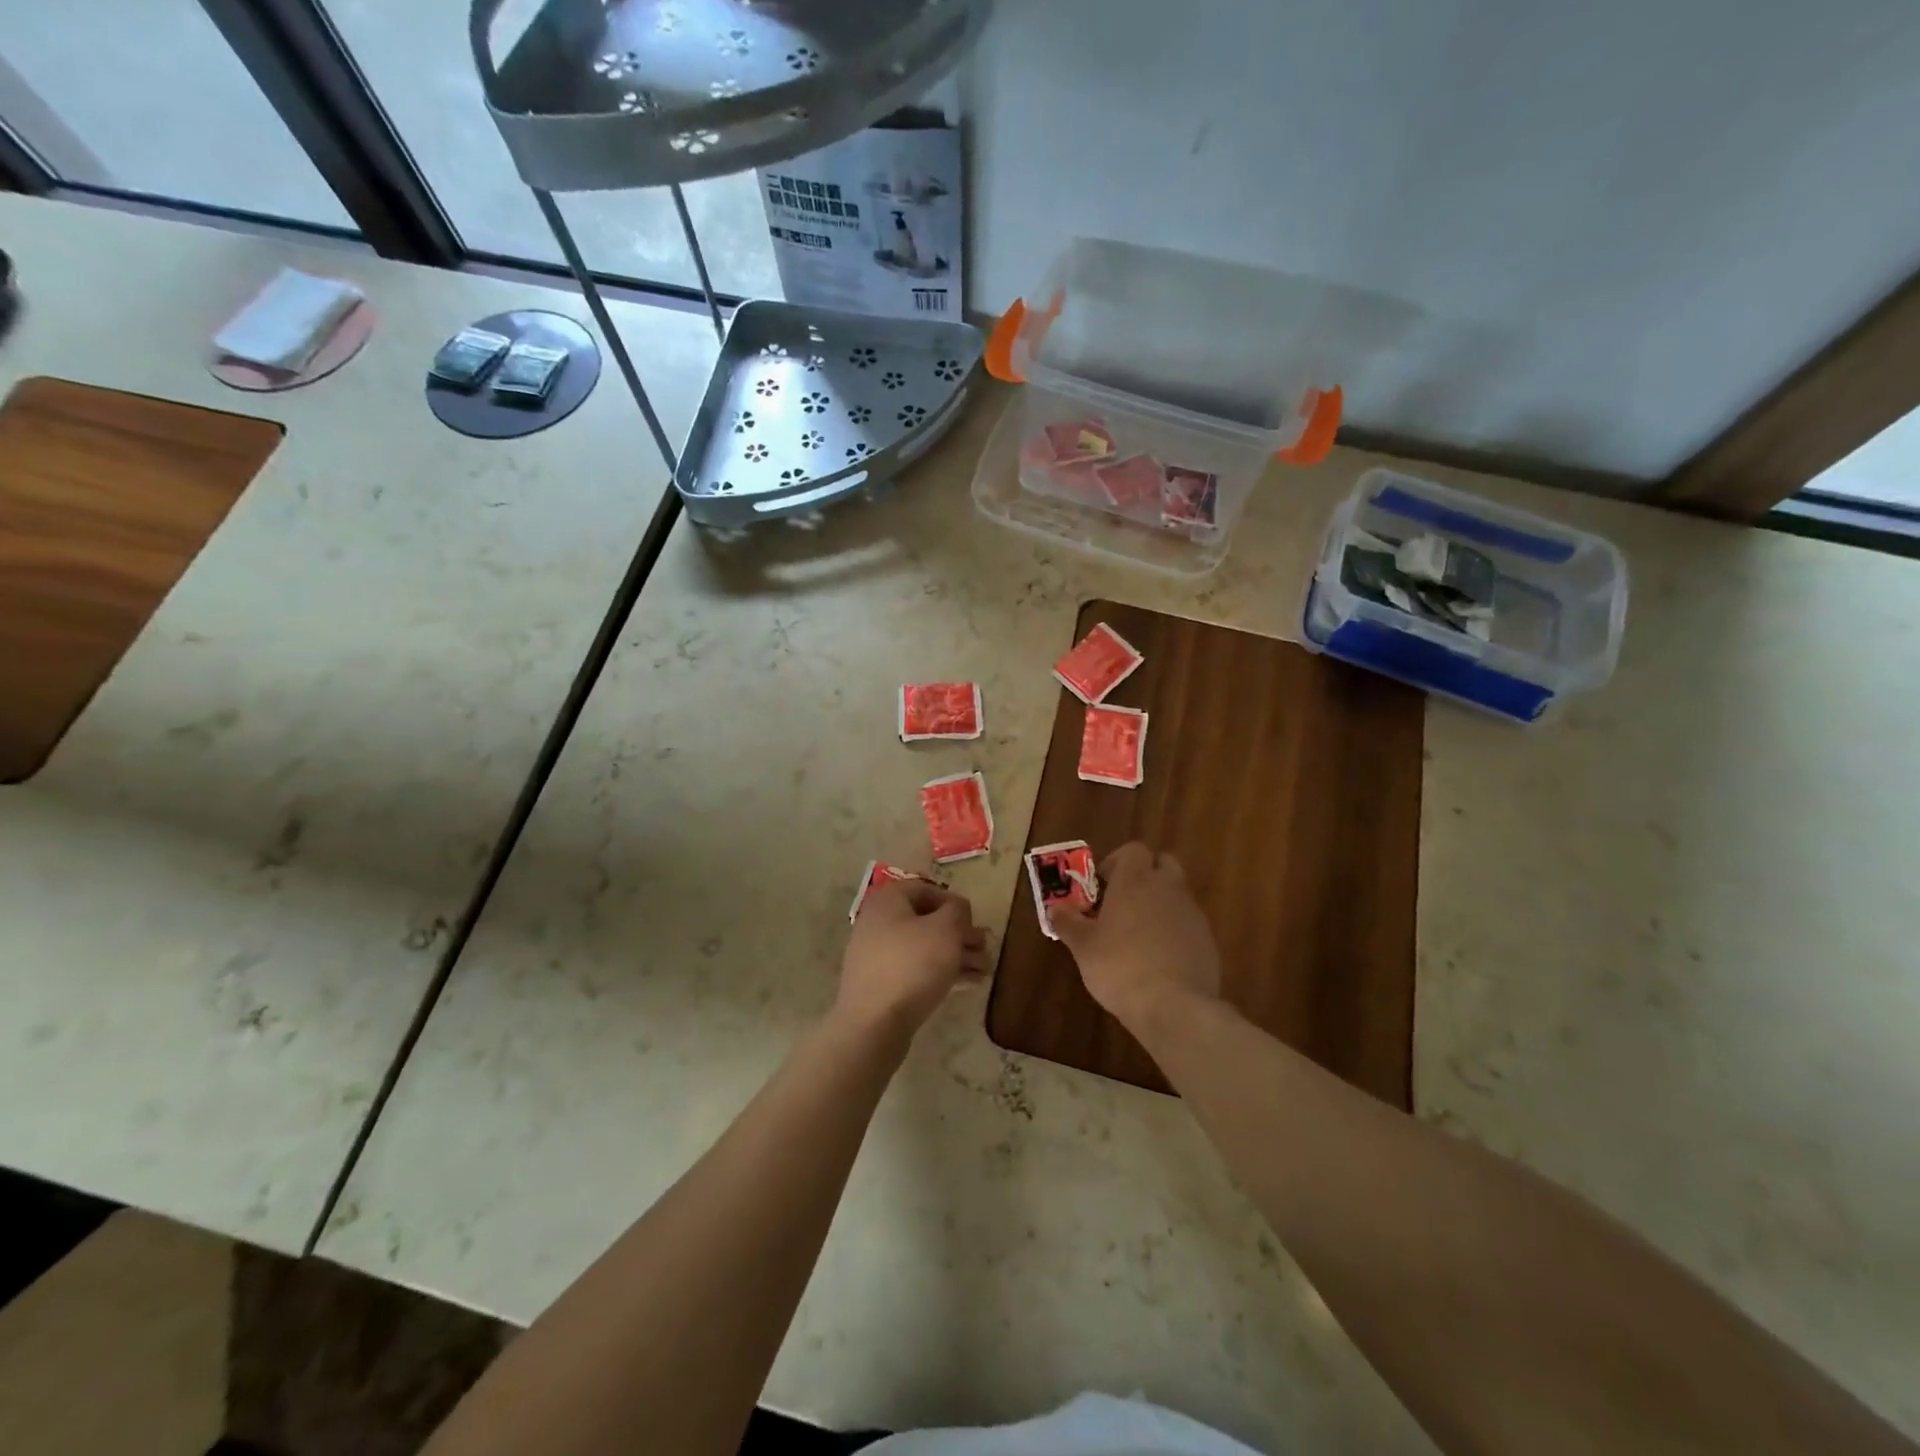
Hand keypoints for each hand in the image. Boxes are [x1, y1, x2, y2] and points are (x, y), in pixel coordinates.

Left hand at [837, 880, 988, 1039]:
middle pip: (927, 920)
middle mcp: (879, 923)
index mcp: (888, 901)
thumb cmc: (912, 964)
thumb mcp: (945, 929)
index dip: (953, 901)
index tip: (973, 920)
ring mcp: (878, 956)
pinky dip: (942, 972)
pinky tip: (969, 983)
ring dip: (957, 954)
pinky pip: (917, 970)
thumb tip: (957, 909)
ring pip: (925, 947)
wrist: (874, 1024)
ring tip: (985, 969)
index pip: (925, 889)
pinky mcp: (883, 985)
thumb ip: (957, 911)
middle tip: (984, 947)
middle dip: (960, 933)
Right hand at [1052, 842, 1220, 1034]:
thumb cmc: (1120, 966)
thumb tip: (1055, 908)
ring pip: (1177, 895)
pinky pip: (1188, 924)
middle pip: (1162, 864)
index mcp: (1136, 880)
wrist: (1175, 1006)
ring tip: (1138, 935)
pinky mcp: (1207, 940)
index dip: (1117, 862)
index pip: (1134, 850)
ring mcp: (1192, 913)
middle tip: (1123, 902)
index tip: (1103, 886)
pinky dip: (1175, 931)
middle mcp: (1168, 888)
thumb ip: (1067, 922)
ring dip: (1160, 905)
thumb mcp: (1083, 946)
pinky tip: (1159, 959)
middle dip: (1145, 876)